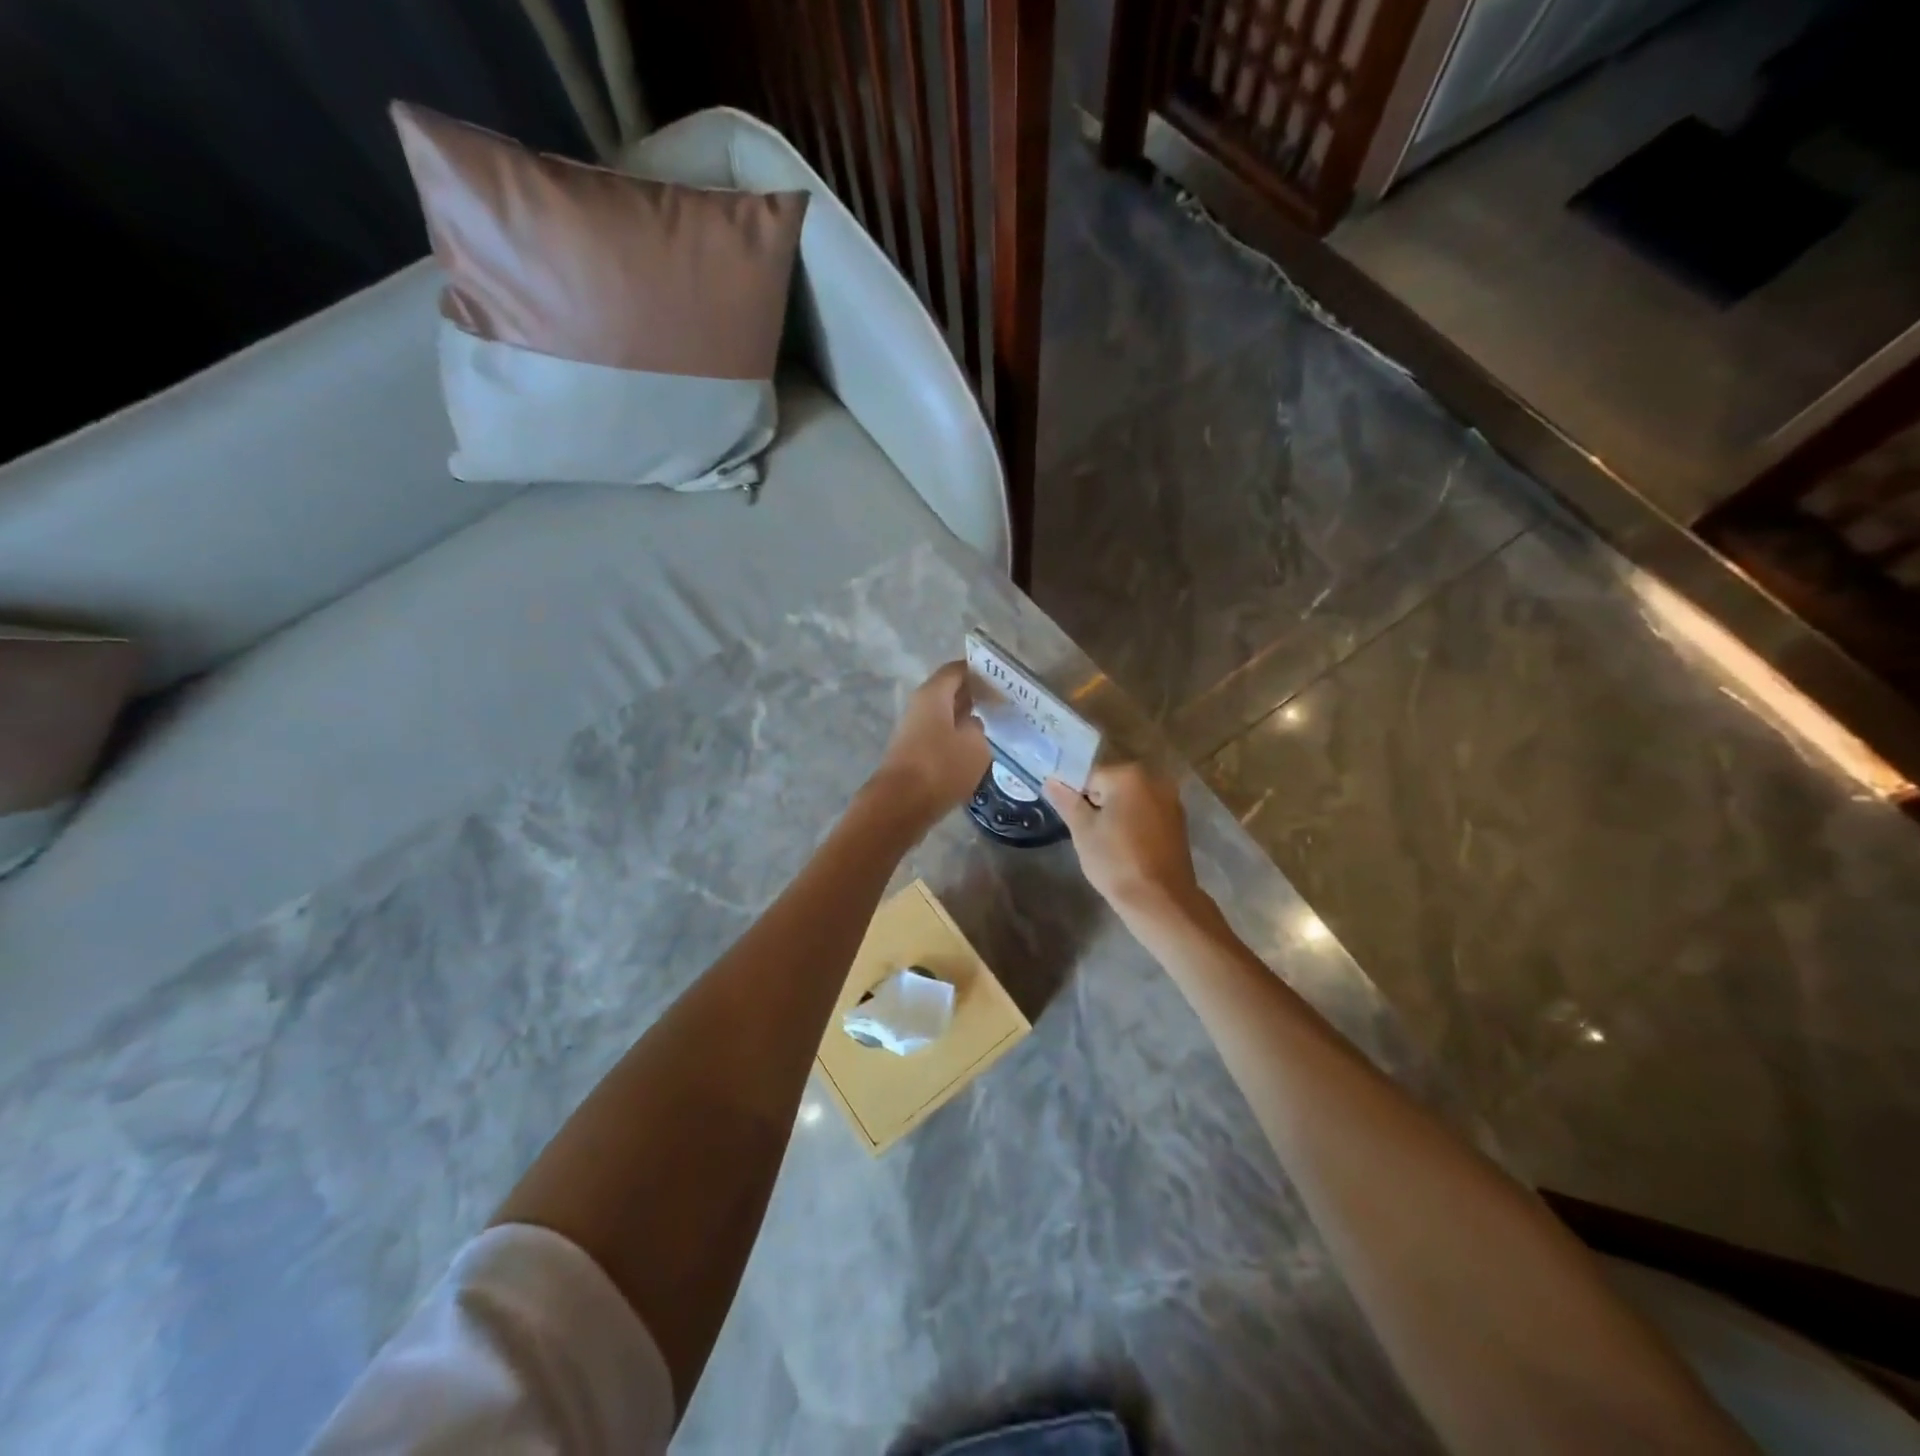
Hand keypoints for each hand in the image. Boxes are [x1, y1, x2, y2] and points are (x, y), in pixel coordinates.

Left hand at [867, 661, 990, 827]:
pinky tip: (976, 751)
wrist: (900, 805)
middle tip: (1004, 702)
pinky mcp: (913, 754)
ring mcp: (914, 731)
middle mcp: (919, 707)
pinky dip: (957, 739)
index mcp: (933, 694)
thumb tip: (971, 725)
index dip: (980, 671)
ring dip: (966, 719)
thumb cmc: (941, 767)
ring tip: (995, 726)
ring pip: (945, 716)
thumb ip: (978, 728)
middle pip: (949, 692)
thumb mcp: (975, 745)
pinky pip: (940, 737)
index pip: (957, 670)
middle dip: (975, 695)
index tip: (1002, 679)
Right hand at [1044, 763, 1206, 926]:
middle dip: (1097, 803)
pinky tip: (1128, 847)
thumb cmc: (1116, 862)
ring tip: (1107, 843)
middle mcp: (1155, 779)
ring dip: (1116, 813)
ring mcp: (1171, 800)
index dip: (1076, 798)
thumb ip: (1067, 801)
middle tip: (1088, 834)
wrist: (1160, 901)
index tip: (1073, 822)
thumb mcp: (1083, 831)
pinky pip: (1146, 813)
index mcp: (1129, 775)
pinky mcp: (1178, 821)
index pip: (1089, 776)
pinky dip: (1134, 823)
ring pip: (1130, 799)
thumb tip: (1052, 781)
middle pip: (1112, 784)